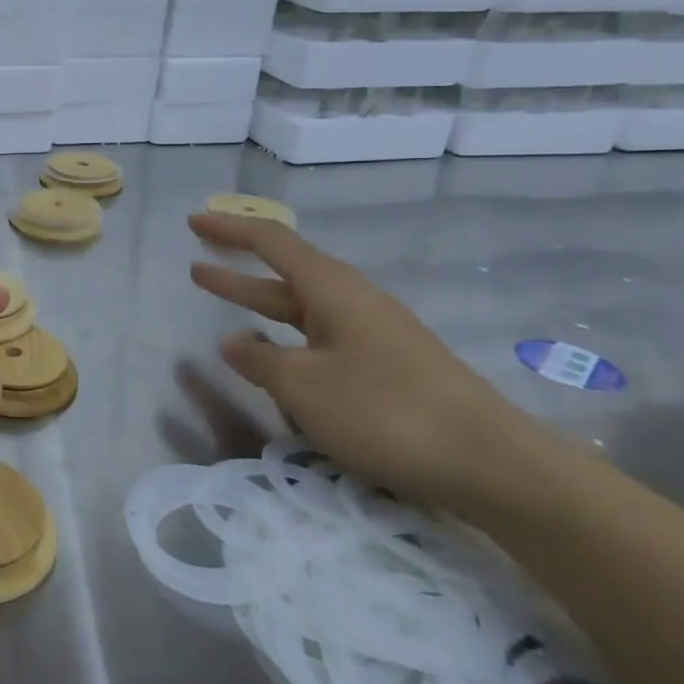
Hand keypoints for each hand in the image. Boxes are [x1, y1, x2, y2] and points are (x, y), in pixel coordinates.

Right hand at [188, 212, 548, 514]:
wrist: (490, 462)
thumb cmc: (385, 411)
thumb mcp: (303, 387)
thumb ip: (260, 360)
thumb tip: (233, 342)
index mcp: (333, 290)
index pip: (272, 243)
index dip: (230, 230)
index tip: (193, 220)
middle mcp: (354, 302)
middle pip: (286, 275)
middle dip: (238, 272)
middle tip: (196, 267)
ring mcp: (375, 334)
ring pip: (304, 312)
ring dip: (262, 310)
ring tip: (225, 315)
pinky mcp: (388, 366)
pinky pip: (323, 342)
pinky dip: (290, 342)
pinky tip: (280, 364)